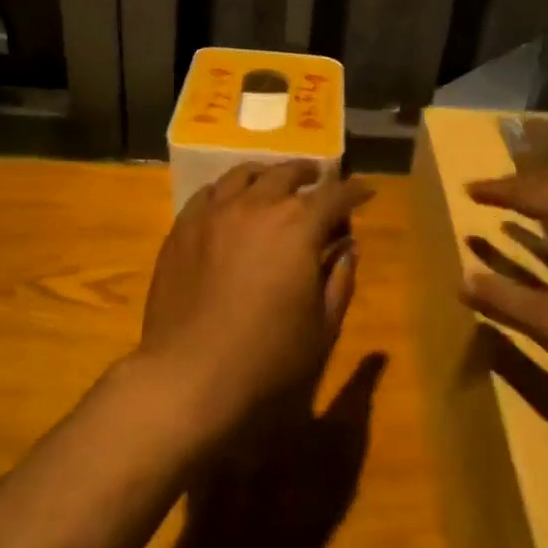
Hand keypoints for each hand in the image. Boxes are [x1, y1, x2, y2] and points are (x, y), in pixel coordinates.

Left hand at [137, 162, 373, 441]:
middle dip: (309, 174)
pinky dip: (228, 190)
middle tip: (320, 178)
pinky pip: (208, 193)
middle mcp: (256, 206)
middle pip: (287, 174)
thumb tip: (347, 248)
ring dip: (268, 174)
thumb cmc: (267, 356)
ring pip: (244, 175)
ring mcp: (214, 213)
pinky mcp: (182, 228)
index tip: (365, 192)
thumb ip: (339, 280)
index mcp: (298, 226)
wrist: (189, 373)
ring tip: (275, 180)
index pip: (334, 196)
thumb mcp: (322, 326)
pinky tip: (231, 201)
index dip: (354, 191)